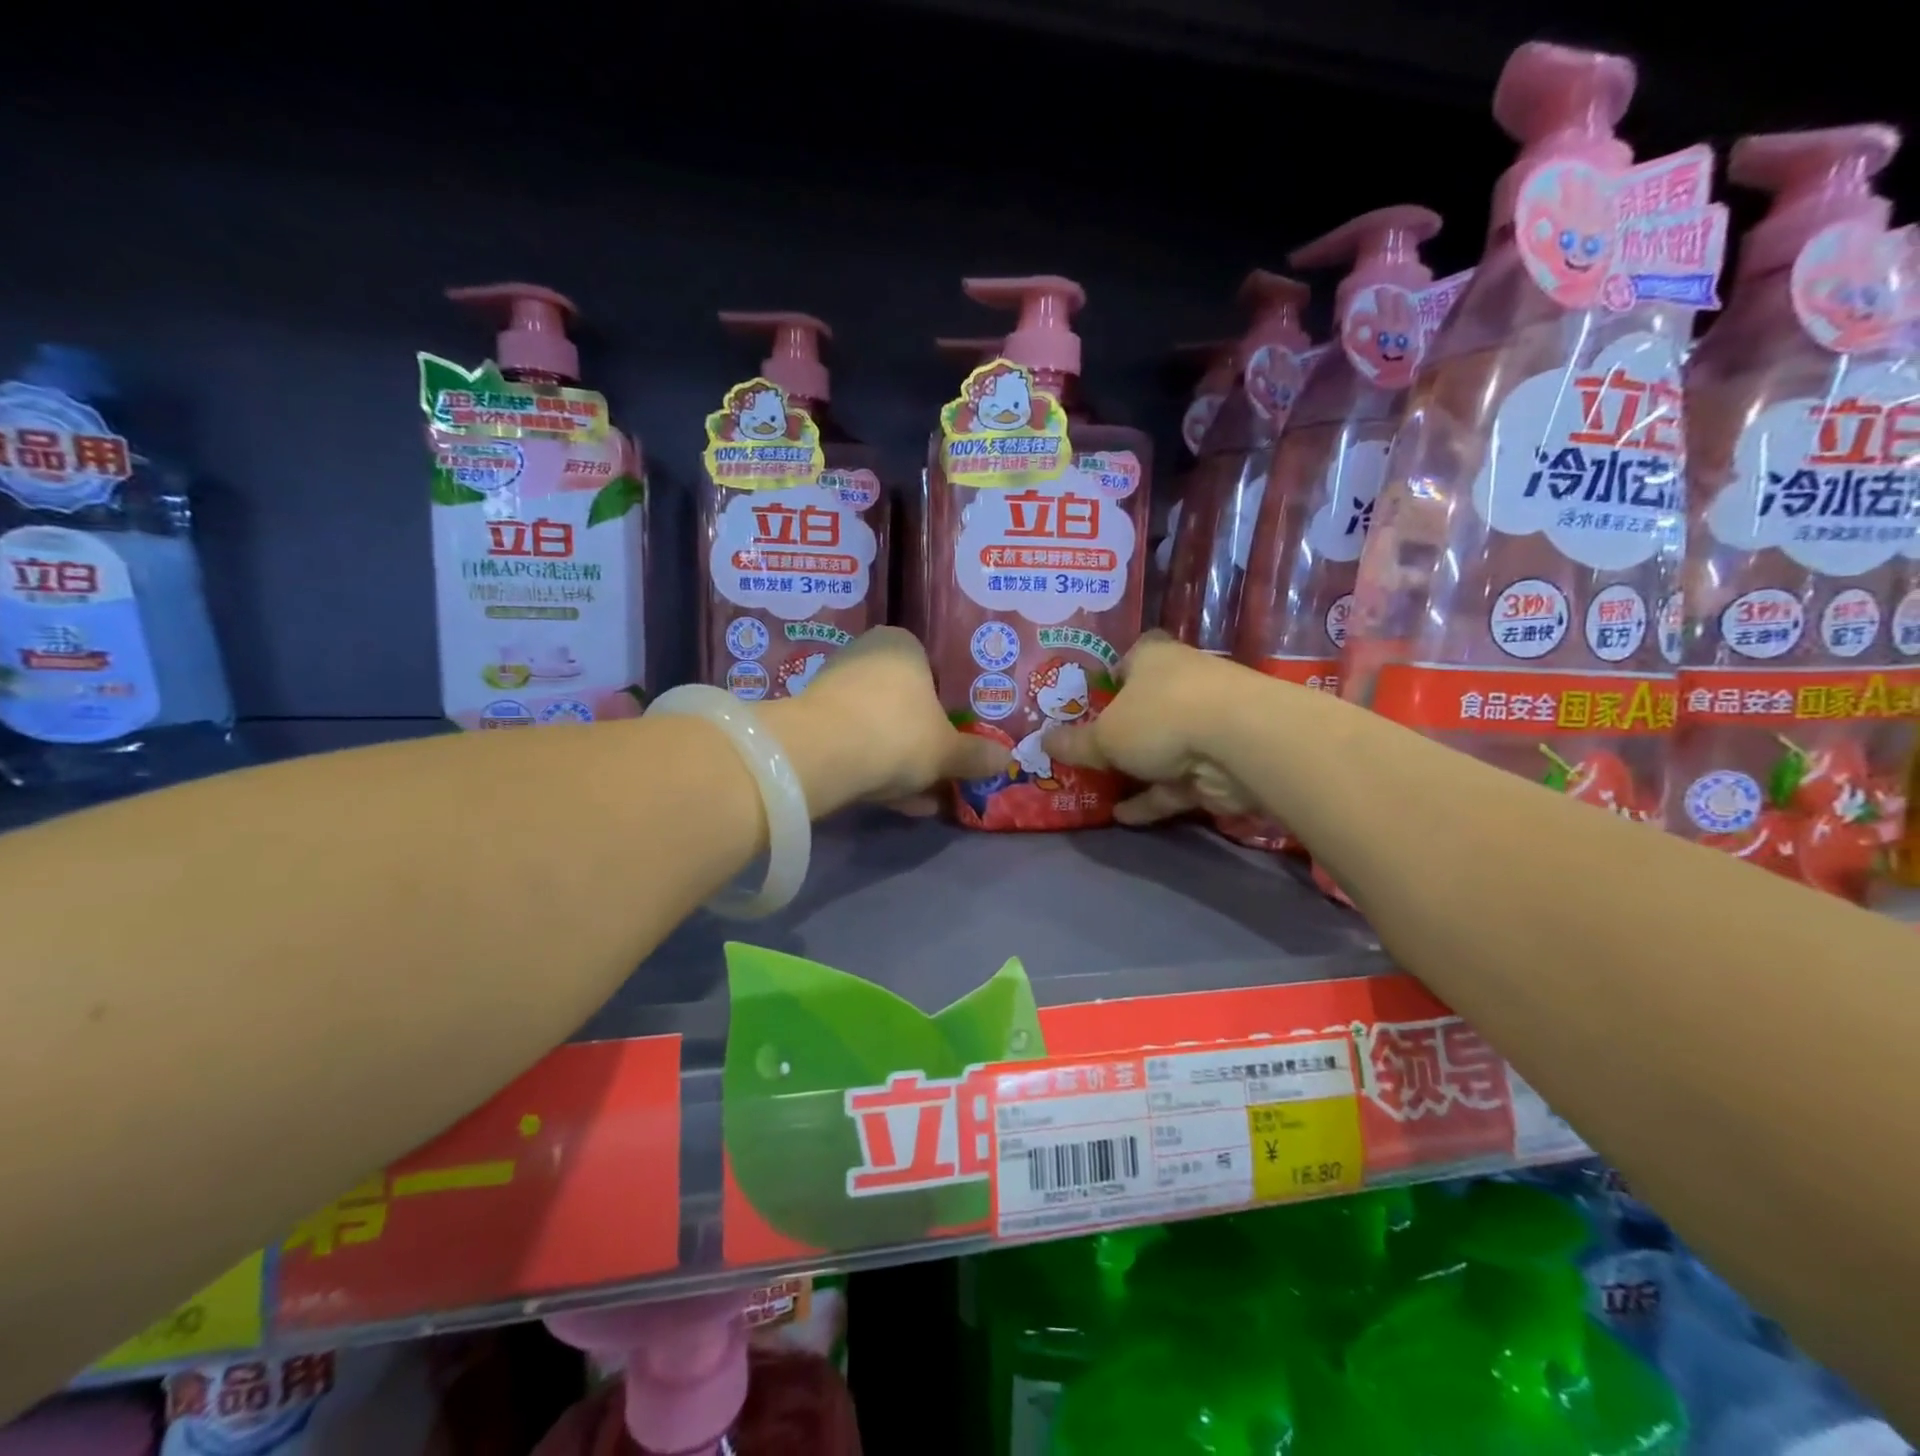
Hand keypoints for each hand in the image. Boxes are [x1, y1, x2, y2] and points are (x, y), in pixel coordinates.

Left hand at [765, 627, 1004, 815]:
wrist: (823, 754)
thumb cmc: (899, 733)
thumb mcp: (948, 750)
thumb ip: (976, 755)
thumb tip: (1007, 759)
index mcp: (902, 646)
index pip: (933, 671)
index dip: (947, 709)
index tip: (955, 740)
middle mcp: (866, 656)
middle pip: (904, 704)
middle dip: (923, 743)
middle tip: (942, 774)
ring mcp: (834, 688)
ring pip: (879, 728)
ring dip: (901, 763)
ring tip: (924, 799)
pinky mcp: (812, 722)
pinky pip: (855, 745)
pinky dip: (875, 770)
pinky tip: (897, 803)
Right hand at [1045, 632, 1261, 824]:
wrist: (1240, 744)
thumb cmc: (1160, 717)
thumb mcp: (1105, 735)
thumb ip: (1076, 743)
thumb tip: (1042, 741)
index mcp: (1154, 658)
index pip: (1130, 658)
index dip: (1110, 676)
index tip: (1090, 699)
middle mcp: (1182, 683)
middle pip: (1146, 706)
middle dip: (1121, 729)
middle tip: (1087, 749)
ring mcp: (1205, 725)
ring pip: (1162, 748)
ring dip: (1135, 770)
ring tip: (1098, 789)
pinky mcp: (1219, 764)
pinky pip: (1176, 783)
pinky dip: (1152, 799)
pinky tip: (1121, 816)